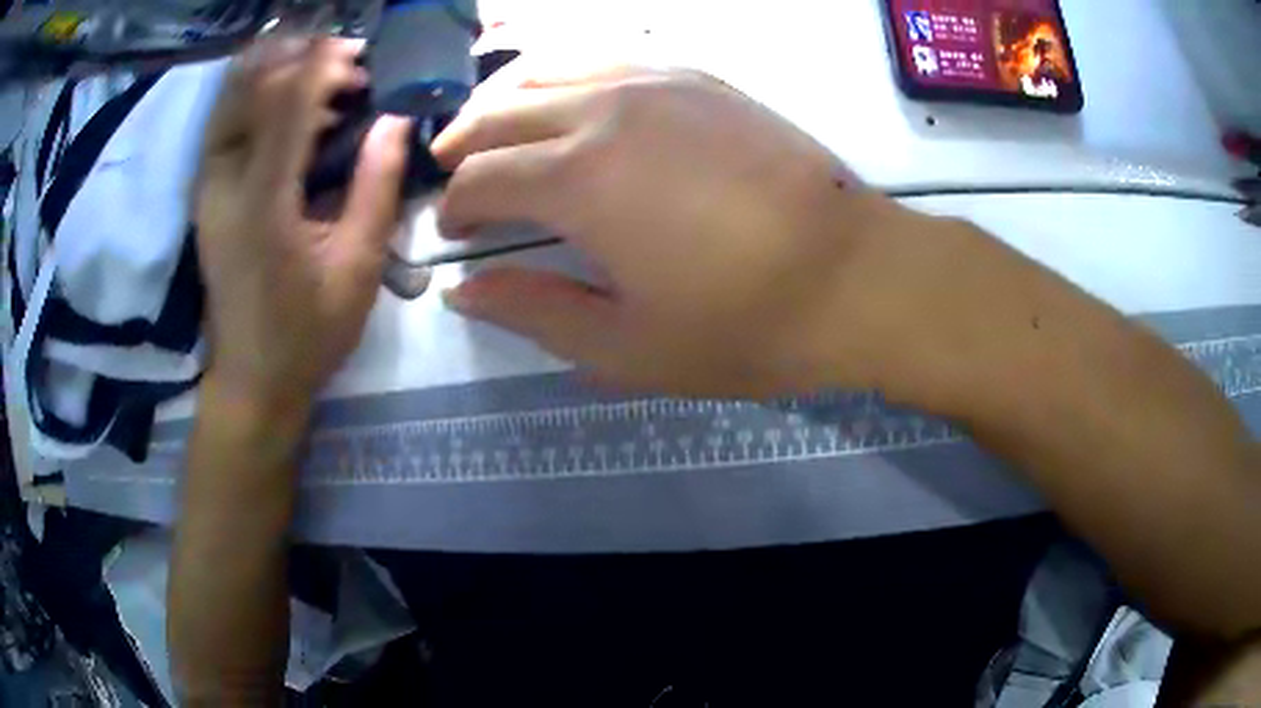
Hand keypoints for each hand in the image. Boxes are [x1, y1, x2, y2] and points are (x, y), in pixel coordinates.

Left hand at [195, 37, 409, 412]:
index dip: (326, 65)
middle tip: (346, 65)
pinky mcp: (206, 196)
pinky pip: (227, 125)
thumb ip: (377, 184)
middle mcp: (225, 185)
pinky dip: (258, 100)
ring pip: (232, 101)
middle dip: (299, 60)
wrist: (251, 380)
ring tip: (323, 79)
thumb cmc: (308, 333)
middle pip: (251, 88)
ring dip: (276, 74)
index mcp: (264, 203)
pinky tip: (291, 109)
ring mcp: (208, 190)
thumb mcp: (357, 265)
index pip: (289, 103)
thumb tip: (397, 120)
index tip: (363, 54)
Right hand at [433, 64, 985, 398]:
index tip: (455, 230)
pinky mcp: (699, 77)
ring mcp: (657, 82)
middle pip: (502, 112)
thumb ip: (534, 312)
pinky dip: (567, 70)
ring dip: (505, 96)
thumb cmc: (745, 325)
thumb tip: (464, 291)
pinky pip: (610, 56)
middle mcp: (605, 111)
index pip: (483, 178)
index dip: (457, 205)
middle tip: (450, 167)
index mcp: (579, 179)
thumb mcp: (627, 346)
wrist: (855, 276)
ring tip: (491, 124)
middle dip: (463, 141)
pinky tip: (566, 92)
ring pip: (551, 68)